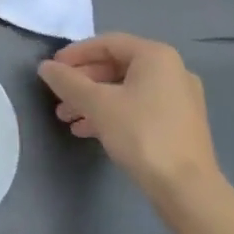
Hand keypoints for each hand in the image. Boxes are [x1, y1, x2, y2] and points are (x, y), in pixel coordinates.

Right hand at [37, 34, 218, 194]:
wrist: (188, 190)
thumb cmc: (141, 134)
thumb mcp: (97, 104)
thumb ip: (68, 82)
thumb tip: (45, 67)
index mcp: (156, 56)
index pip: (107, 43)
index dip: (75, 54)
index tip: (53, 69)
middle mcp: (172, 70)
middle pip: (116, 66)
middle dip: (83, 81)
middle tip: (58, 96)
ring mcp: (179, 99)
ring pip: (126, 89)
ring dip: (94, 100)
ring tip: (67, 117)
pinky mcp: (180, 124)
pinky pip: (139, 107)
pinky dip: (113, 113)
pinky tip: (89, 131)